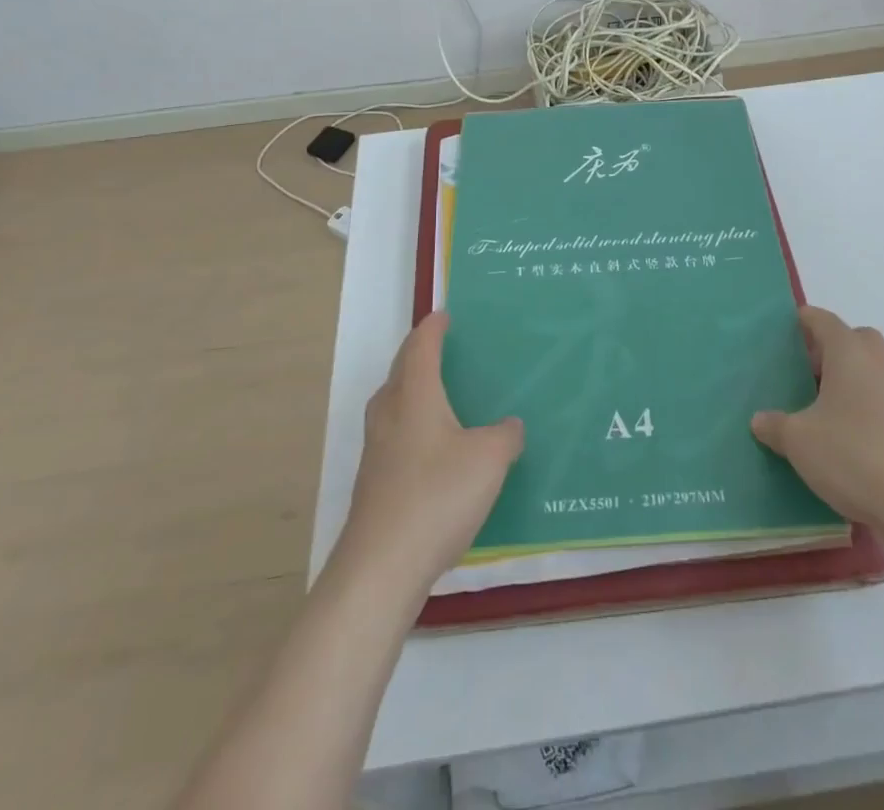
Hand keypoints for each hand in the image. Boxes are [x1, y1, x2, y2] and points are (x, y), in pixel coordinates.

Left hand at [334, 312, 524, 596]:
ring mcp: (376, 450)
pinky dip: (412, 426)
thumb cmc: (437, 496)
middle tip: (442, 348)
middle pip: (400, 371)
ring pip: (393, 404)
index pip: (420, 347)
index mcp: (415, 395)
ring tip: (438, 394)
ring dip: (412, 390)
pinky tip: (433, 450)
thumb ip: (505, 436)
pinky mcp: (373, 483)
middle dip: (418, 354)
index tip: (443, 316)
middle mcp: (389, 414)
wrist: (381, 567)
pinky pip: (394, 436)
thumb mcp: (489, 460)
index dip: (433, 328)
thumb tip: (510, 425)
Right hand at [751, 306, 883, 533]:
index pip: (822, 320)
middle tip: (803, 373)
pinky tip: (849, 438)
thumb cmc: (854, 455)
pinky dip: (866, 407)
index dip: (802, 321)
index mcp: (849, 351)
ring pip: (872, 370)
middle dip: (829, 350)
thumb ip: (775, 426)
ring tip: (822, 410)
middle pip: (853, 340)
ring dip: (850, 380)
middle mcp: (880, 361)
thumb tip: (760, 420)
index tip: (783, 332)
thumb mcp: (799, 441)